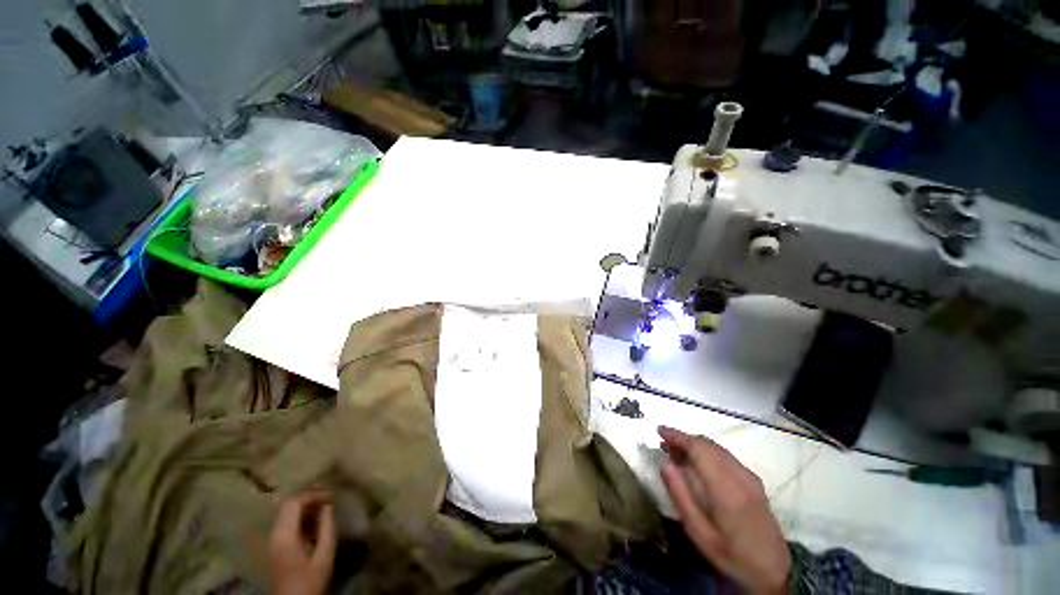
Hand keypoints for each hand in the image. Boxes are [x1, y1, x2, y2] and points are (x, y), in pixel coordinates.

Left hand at [269, 493, 336, 594]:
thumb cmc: (310, 579)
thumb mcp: (325, 554)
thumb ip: (327, 528)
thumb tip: (328, 506)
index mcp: (285, 535)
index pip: (294, 503)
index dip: (312, 495)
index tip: (330, 495)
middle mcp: (275, 534)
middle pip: (287, 506)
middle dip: (308, 498)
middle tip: (327, 498)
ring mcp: (273, 541)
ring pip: (285, 513)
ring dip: (303, 507)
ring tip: (322, 507)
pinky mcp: (276, 546)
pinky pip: (285, 523)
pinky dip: (299, 517)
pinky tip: (313, 521)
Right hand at [658, 427, 790, 594]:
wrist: (774, 570)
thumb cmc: (731, 555)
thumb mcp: (699, 533)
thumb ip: (681, 497)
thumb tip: (665, 465)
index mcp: (725, 490)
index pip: (699, 449)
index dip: (677, 436)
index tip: (659, 431)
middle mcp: (739, 476)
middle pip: (707, 444)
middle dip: (683, 439)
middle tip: (664, 444)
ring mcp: (749, 476)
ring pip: (717, 448)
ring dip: (695, 444)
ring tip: (676, 451)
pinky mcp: (754, 480)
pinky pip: (725, 455)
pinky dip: (707, 451)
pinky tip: (698, 461)